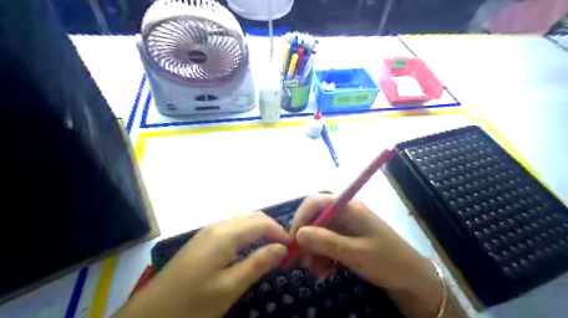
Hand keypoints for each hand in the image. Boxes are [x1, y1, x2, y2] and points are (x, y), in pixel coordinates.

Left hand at [117, 212, 290, 317]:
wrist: (150, 314)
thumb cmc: (193, 303)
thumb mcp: (230, 287)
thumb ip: (258, 263)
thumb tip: (282, 248)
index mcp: (225, 235)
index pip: (261, 223)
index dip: (279, 231)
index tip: (292, 246)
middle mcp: (217, 226)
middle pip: (251, 217)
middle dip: (270, 227)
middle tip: (282, 246)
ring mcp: (207, 232)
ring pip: (240, 220)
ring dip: (258, 229)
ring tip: (269, 246)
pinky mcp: (202, 240)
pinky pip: (230, 228)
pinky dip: (246, 232)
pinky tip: (247, 248)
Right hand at [290, 193, 445, 317]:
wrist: (411, 277)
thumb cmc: (387, 261)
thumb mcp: (356, 253)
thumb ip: (327, 242)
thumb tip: (298, 234)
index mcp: (349, 207)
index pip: (315, 201)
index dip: (301, 218)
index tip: (293, 241)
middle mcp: (345, 212)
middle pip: (315, 218)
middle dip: (306, 239)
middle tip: (303, 261)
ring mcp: (346, 225)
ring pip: (319, 232)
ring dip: (314, 251)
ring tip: (318, 272)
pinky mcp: (347, 237)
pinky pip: (327, 242)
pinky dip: (323, 256)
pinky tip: (326, 271)